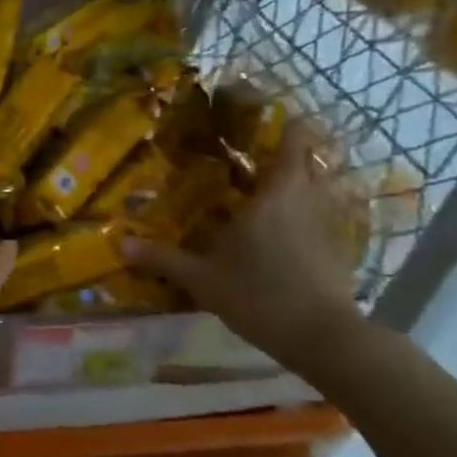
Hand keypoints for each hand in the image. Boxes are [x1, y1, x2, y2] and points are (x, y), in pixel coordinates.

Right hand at [121, 123, 360, 363]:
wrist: (322, 338)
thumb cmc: (259, 295)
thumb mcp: (202, 279)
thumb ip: (162, 258)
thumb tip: (119, 242)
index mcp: (276, 194)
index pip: (295, 141)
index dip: (286, 124)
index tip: (264, 118)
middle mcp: (307, 199)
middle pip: (311, 160)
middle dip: (289, 152)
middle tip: (253, 155)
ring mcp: (328, 224)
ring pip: (320, 187)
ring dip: (300, 181)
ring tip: (266, 187)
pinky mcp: (337, 249)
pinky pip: (322, 214)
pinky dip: (307, 211)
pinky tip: (284, 228)